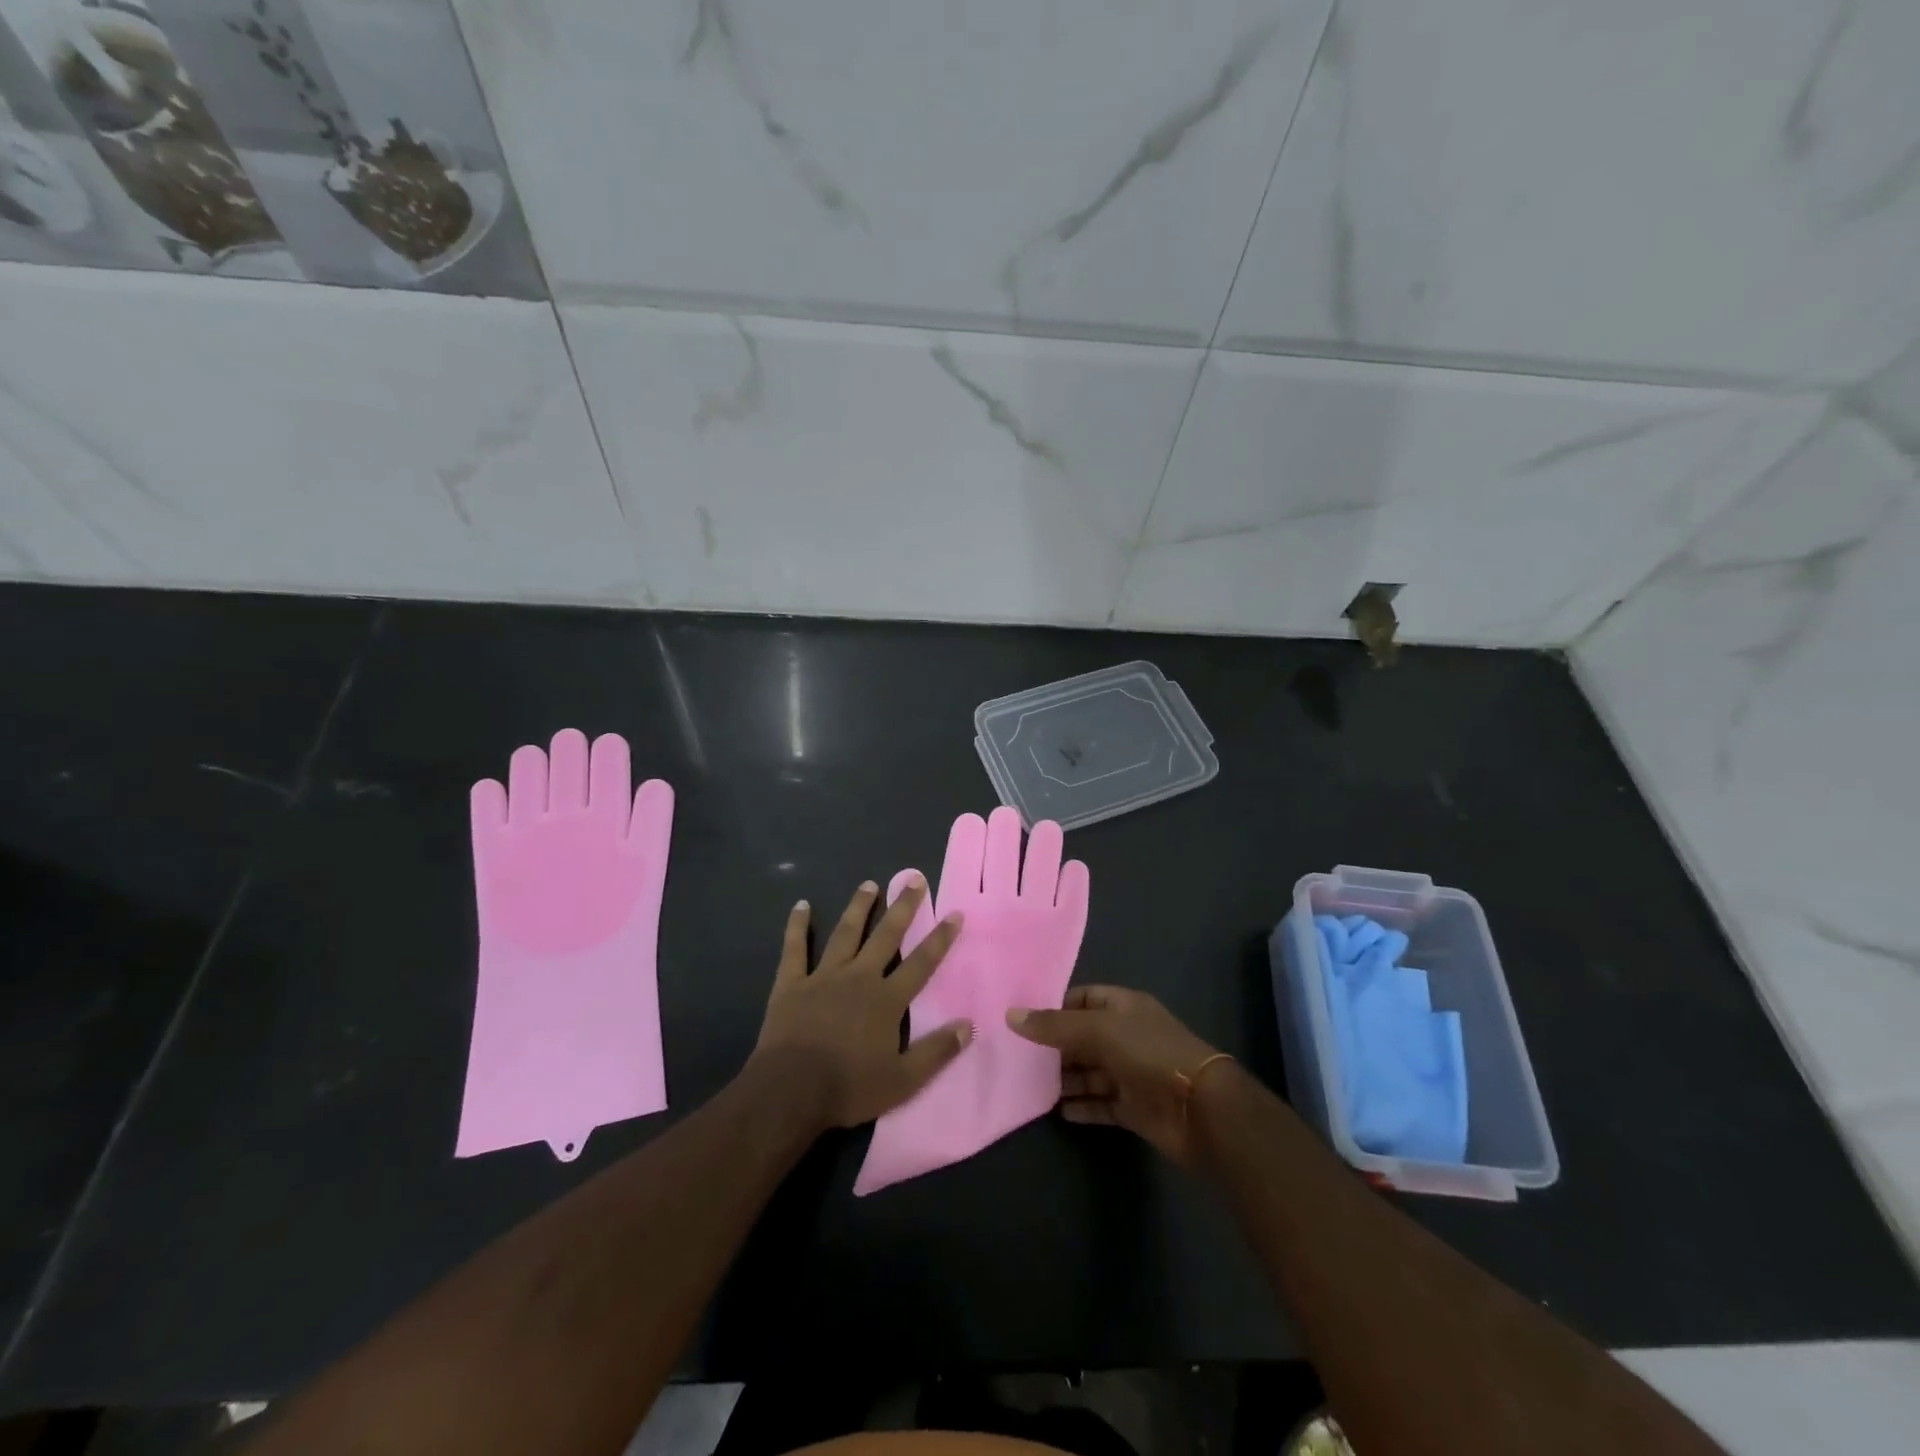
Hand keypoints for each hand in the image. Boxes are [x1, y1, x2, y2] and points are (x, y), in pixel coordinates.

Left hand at [753, 878, 971, 1130]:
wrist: (790, 1091)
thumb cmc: (849, 1087)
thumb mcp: (903, 1080)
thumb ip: (937, 1051)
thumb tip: (969, 1024)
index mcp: (887, 999)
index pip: (921, 963)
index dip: (940, 938)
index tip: (954, 913)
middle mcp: (859, 977)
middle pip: (886, 936)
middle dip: (903, 907)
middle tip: (914, 879)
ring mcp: (823, 976)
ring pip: (846, 933)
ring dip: (859, 907)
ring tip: (869, 884)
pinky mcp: (791, 983)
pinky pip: (795, 948)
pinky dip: (798, 926)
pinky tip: (802, 905)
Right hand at [1007, 986, 1223, 1164]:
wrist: (1201, 1109)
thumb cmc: (1150, 1053)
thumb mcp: (1099, 1030)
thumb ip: (1054, 1025)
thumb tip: (1010, 1015)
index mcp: (1124, 1007)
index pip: (1084, 998)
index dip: (1056, 1007)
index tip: (1023, 1020)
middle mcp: (1127, 1036)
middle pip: (1083, 1037)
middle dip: (1055, 1047)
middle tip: (1018, 1057)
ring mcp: (1131, 1073)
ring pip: (1090, 1072)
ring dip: (1065, 1079)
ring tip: (1030, 1085)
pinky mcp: (1134, 1107)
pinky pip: (1100, 1104)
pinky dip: (1081, 1107)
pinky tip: (1057, 1111)